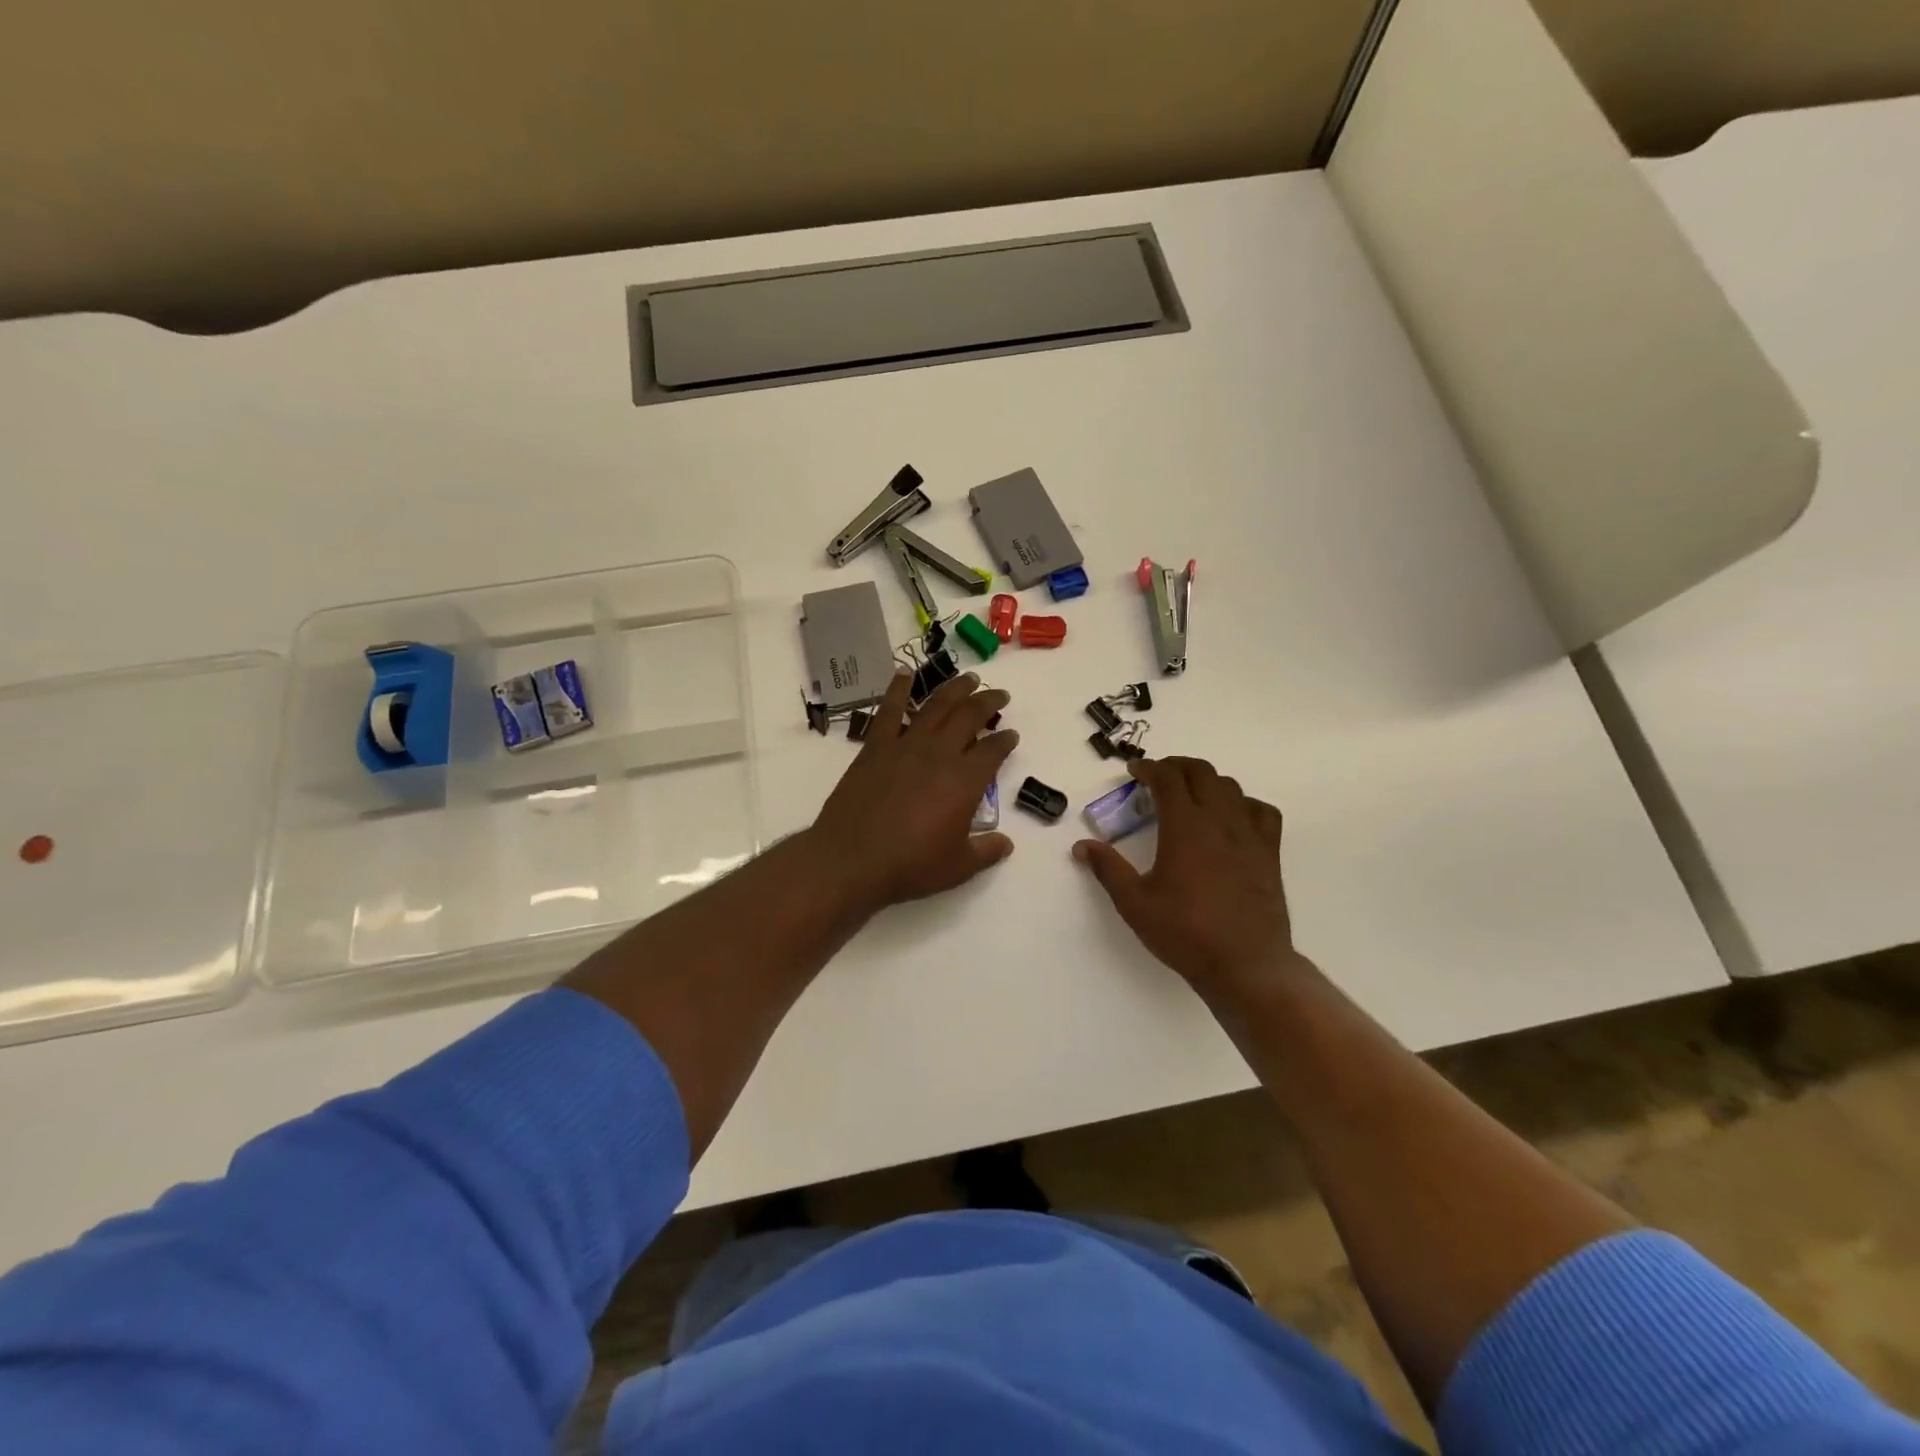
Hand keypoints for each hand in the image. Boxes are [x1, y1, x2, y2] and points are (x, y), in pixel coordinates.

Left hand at [808, 668, 1017, 913]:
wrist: (852, 859)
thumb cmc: (910, 865)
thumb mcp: (958, 867)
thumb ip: (986, 851)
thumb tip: (1006, 843)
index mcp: (965, 781)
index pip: (993, 751)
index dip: (1005, 741)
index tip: (1012, 736)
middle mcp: (939, 754)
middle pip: (969, 716)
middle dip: (988, 702)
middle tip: (999, 695)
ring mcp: (905, 746)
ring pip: (936, 706)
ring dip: (955, 689)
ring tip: (969, 678)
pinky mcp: (875, 747)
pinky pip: (888, 710)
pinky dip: (898, 689)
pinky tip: (905, 673)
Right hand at [1073, 756, 1302, 994]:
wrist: (1245, 964)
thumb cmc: (1185, 933)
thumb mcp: (1134, 903)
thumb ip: (1108, 869)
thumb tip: (1081, 846)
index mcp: (1185, 827)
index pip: (1168, 779)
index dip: (1149, 768)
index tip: (1134, 772)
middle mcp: (1219, 821)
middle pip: (1201, 773)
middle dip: (1177, 766)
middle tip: (1158, 776)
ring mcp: (1249, 835)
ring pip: (1231, 788)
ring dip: (1207, 782)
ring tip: (1190, 794)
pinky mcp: (1269, 853)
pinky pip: (1261, 812)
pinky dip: (1243, 804)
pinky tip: (1232, 818)